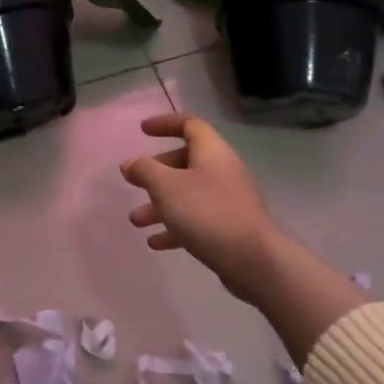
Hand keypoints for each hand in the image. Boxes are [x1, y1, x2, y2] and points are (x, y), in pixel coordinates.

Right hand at [121, 112, 368, 354]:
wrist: (253, 259)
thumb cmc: (207, 212)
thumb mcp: (166, 187)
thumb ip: (145, 171)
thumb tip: (130, 163)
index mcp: (212, 152)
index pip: (189, 125)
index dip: (165, 123)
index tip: (142, 131)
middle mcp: (223, 170)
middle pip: (186, 161)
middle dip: (156, 173)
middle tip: (134, 182)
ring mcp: (229, 200)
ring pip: (188, 194)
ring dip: (160, 205)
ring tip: (136, 221)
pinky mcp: (230, 227)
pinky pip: (197, 219)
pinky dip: (175, 226)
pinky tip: (156, 242)